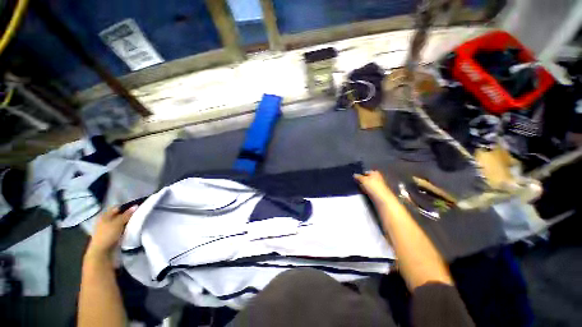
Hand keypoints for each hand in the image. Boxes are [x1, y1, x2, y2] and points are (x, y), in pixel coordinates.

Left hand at [86, 206, 136, 260]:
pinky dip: (125, 228)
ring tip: (136, 222)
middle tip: (137, 215)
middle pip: (118, 215)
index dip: (126, 207)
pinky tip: (130, 229)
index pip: (117, 208)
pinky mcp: (110, 235)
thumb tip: (136, 206)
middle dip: (127, 215)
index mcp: (104, 215)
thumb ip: (127, 214)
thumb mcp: (118, 223)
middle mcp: (104, 220)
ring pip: (120, 222)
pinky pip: (120, 229)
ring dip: (127, 222)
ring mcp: (107, 228)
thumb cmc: (108, 235)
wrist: (101, 252)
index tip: (136, 208)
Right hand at [354, 170, 395, 204]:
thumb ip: (358, 177)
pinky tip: (364, 192)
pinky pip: (368, 190)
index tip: (355, 177)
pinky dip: (366, 190)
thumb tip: (354, 175)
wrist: (382, 199)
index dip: (360, 174)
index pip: (365, 172)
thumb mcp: (363, 180)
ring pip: (367, 184)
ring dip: (363, 186)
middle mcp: (377, 178)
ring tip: (360, 188)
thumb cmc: (374, 187)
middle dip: (361, 180)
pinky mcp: (376, 192)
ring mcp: (377, 185)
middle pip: (366, 178)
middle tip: (357, 182)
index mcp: (375, 172)